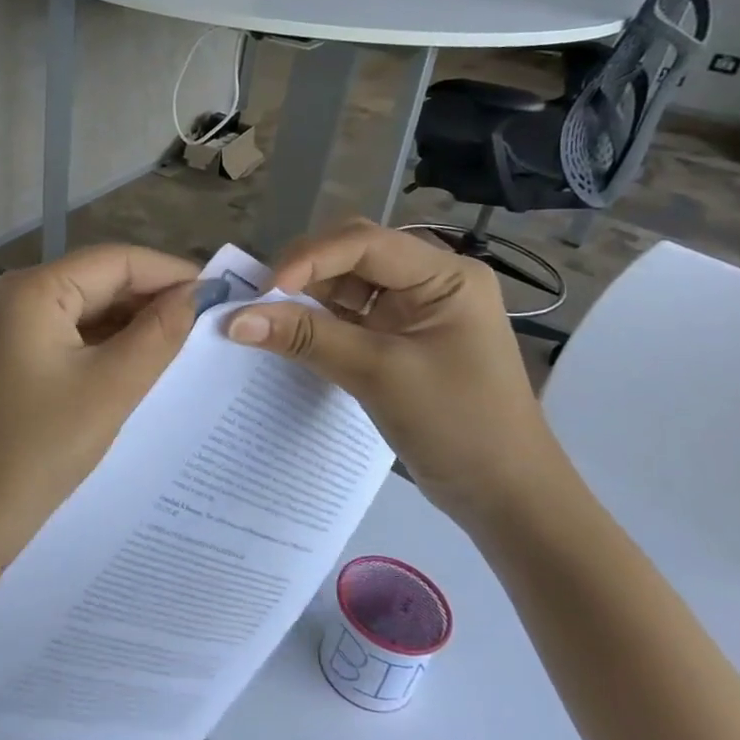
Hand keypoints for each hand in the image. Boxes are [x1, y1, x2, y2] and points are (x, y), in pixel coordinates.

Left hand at [0, 245, 198, 560]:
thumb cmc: (40, 449)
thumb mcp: (111, 387)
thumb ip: (159, 333)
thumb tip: (197, 293)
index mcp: (31, 290)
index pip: (115, 260)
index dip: (170, 272)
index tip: (220, 294)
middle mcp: (11, 296)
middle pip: (96, 281)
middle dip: (150, 299)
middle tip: (207, 324)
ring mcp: (3, 328)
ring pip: (81, 310)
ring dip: (129, 325)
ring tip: (182, 345)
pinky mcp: (4, 358)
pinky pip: (63, 336)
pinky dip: (101, 346)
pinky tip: (137, 364)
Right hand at [225, 219, 572, 527]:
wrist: (505, 496)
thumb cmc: (458, 425)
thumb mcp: (378, 375)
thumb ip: (307, 339)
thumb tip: (234, 320)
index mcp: (445, 276)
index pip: (365, 243)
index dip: (309, 258)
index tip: (264, 291)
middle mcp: (430, 281)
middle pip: (352, 255)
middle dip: (303, 272)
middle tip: (258, 301)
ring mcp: (414, 311)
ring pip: (345, 285)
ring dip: (305, 298)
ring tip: (264, 318)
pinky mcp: (399, 340)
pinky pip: (347, 316)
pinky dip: (316, 323)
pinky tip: (288, 336)